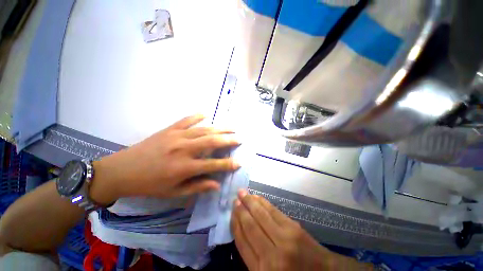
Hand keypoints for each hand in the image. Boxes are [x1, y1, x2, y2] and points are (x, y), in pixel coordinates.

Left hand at [90, 115, 240, 203]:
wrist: (122, 171)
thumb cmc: (149, 185)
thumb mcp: (173, 192)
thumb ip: (197, 187)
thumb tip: (216, 185)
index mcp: (184, 167)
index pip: (213, 165)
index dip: (228, 164)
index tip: (239, 163)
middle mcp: (184, 149)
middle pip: (212, 142)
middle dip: (228, 140)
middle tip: (239, 138)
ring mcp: (176, 137)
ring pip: (203, 130)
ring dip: (219, 128)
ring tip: (231, 127)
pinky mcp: (169, 129)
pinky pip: (186, 120)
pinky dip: (196, 116)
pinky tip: (205, 114)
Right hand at [231, 190, 372, 270]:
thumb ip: (252, 257)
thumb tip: (241, 231)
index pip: (242, 242)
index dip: (235, 224)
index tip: (231, 212)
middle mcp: (272, 254)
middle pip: (251, 226)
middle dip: (241, 210)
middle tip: (235, 198)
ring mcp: (284, 238)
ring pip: (261, 215)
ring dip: (250, 202)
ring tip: (242, 193)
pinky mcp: (293, 227)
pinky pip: (273, 211)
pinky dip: (263, 203)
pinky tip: (257, 197)